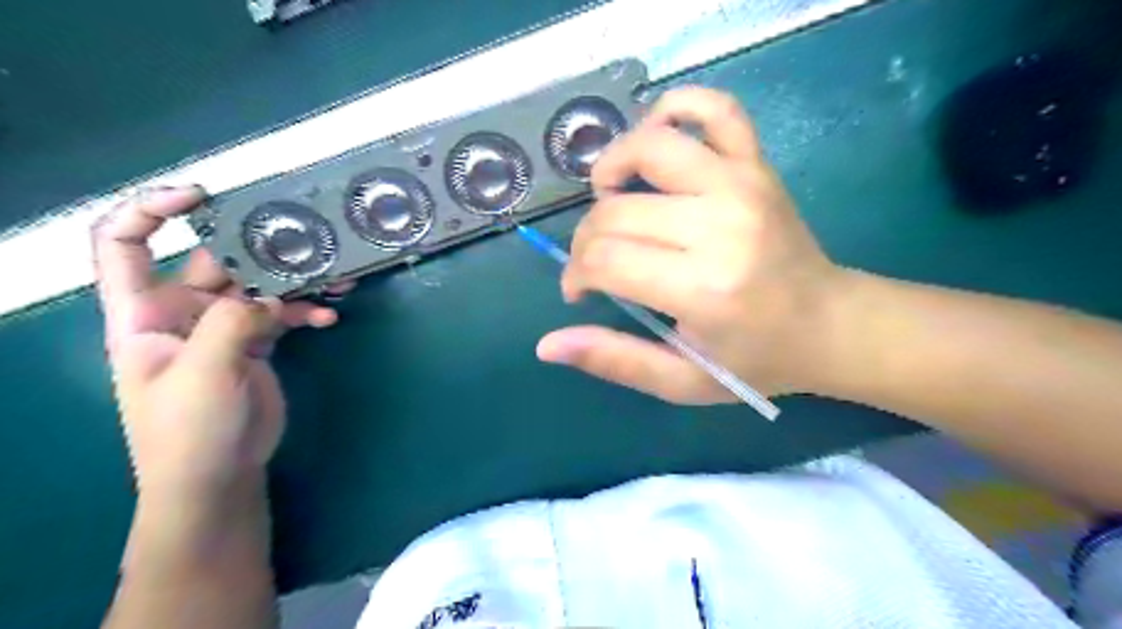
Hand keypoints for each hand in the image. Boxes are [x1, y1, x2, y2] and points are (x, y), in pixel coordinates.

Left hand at [91, 184, 349, 497]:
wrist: (219, 474)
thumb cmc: (188, 430)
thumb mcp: (202, 373)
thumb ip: (231, 323)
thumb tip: (270, 294)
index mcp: (143, 313)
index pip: (125, 244)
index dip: (151, 211)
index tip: (200, 196)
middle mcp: (181, 312)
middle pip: (215, 261)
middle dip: (258, 248)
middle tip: (303, 239)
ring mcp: (222, 327)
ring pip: (259, 287)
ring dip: (296, 282)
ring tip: (334, 278)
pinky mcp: (256, 342)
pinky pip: (283, 314)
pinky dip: (306, 312)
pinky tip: (330, 317)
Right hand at [534, 86, 840, 401]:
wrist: (828, 324)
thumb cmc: (753, 359)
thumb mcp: (680, 381)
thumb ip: (614, 360)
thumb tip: (548, 345)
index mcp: (702, 288)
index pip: (604, 260)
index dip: (576, 275)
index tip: (580, 292)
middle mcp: (719, 225)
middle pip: (616, 211)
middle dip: (586, 240)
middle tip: (596, 264)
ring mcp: (741, 184)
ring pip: (649, 146)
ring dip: (611, 168)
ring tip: (610, 198)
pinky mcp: (757, 164)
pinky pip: (713, 108)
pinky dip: (674, 109)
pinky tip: (654, 140)